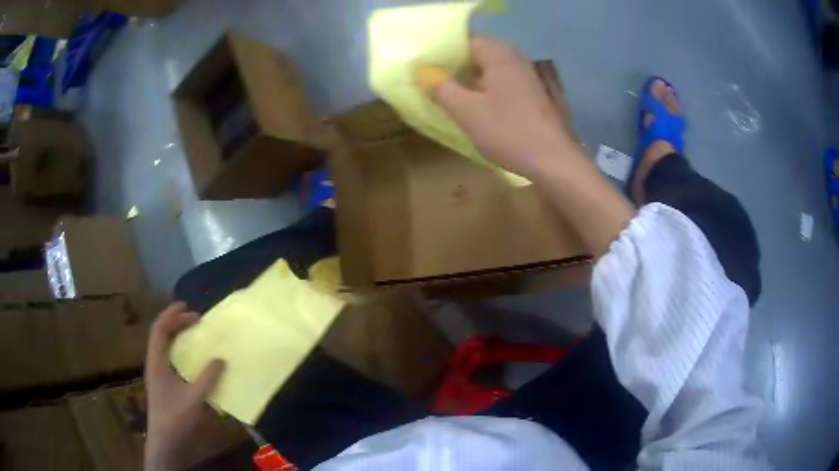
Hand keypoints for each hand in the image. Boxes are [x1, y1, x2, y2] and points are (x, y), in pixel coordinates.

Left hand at [144, 303, 224, 470]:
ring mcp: (158, 375)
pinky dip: (181, 353)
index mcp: (156, 362)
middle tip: (196, 320)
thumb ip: (207, 378)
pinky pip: (171, 360)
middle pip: (162, 335)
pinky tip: (194, 361)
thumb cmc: (176, 418)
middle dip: (177, 323)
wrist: (166, 442)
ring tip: (195, 335)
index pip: (159, 329)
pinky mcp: (164, 385)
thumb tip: (221, 358)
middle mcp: (155, 364)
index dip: (171, 315)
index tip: (188, 307)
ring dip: (179, 337)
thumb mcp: (194, 398)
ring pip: (166, 347)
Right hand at [423, 37, 579, 179]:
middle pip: (484, 52)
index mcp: (500, 56)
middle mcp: (518, 60)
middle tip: (442, 82)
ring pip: (497, 68)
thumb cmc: (508, 132)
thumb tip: (426, 74)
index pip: (468, 40)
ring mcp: (532, 76)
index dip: (447, 52)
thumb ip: (443, 90)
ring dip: (478, 77)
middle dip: (462, 65)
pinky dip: (494, 87)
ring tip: (460, 94)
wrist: (554, 160)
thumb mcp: (467, 112)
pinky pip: (510, 81)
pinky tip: (487, 105)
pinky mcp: (539, 94)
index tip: (432, 69)